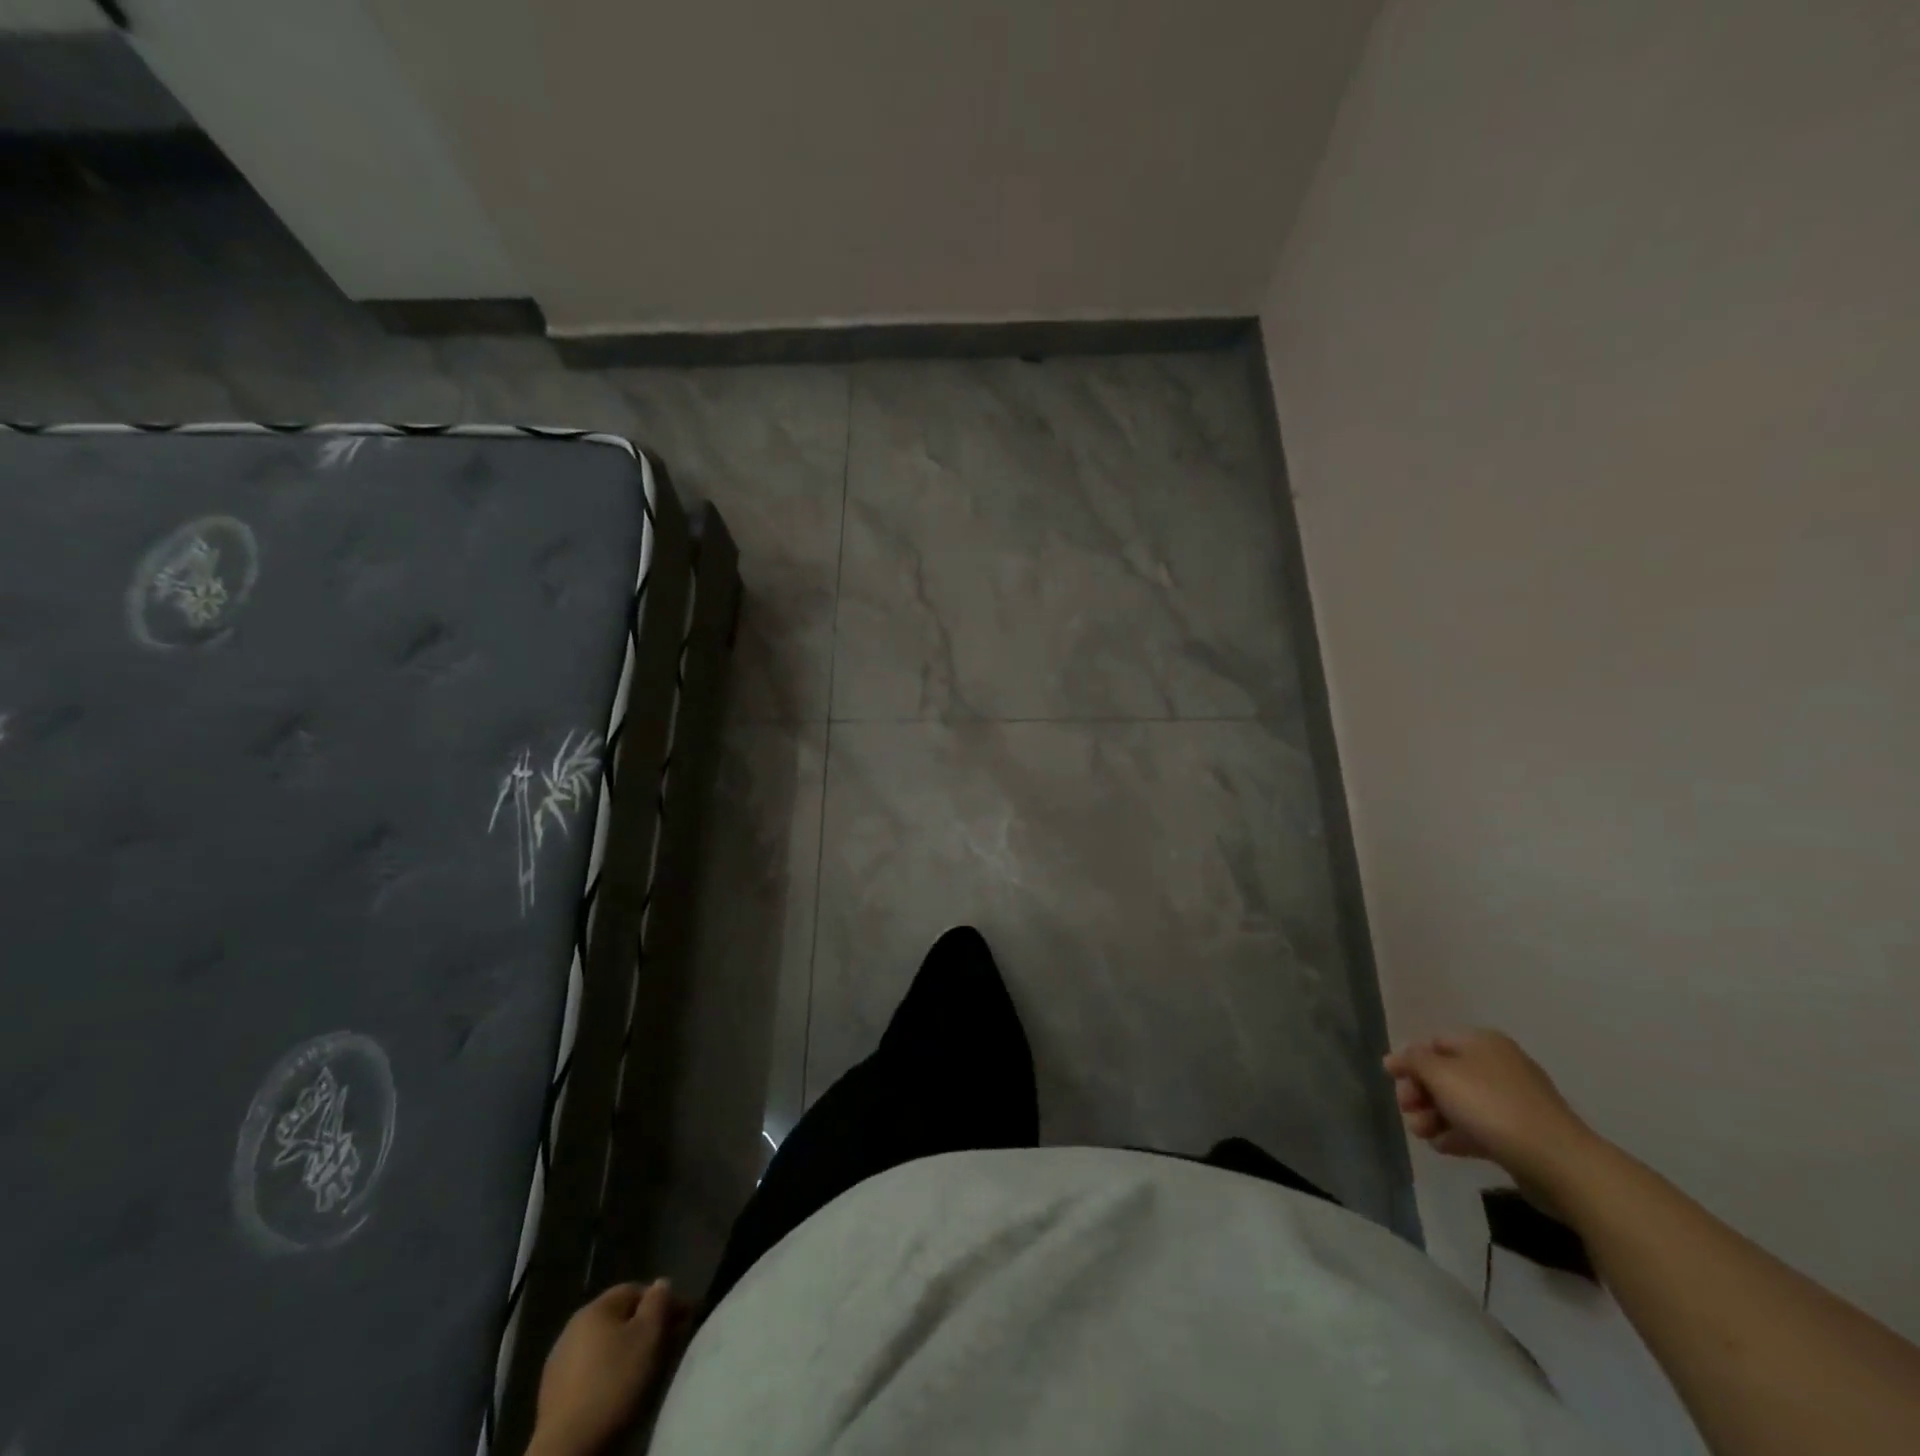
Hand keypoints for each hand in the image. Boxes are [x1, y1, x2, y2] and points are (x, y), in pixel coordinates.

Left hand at [528, 1279, 689, 1455]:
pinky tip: (618, 1389)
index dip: (663, 1301)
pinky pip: (590, 1370)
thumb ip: (659, 1302)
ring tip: (646, 1369)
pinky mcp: (552, 1394)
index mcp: (595, 1307)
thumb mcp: (649, 1335)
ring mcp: (559, 1361)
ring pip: (604, 1345)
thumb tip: (661, 1284)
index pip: (636, 1290)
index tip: (684, 1320)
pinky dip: (608, 1372)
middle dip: (646, 1327)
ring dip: (626, 1350)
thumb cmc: (614, 1382)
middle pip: (619, 1318)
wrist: (567, 1448)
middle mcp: (573, 1327)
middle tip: (669, 1344)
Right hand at [1383, 1030, 1600, 1197]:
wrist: (1559, 1162)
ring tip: (1423, 1136)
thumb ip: (1412, 1061)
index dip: (1410, 1062)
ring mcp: (1513, 1100)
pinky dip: (1458, 1134)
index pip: (1433, 1043)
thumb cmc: (1491, 1106)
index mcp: (1481, 1042)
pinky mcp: (1521, 1133)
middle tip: (1408, 1113)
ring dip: (1434, 1117)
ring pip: (1461, 1103)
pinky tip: (1444, 1148)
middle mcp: (1498, 1064)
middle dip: (1420, 1094)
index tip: (1394, 1084)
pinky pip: (1480, 1127)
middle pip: (1445, 1074)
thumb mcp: (1440, 1074)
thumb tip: (1394, 1059)